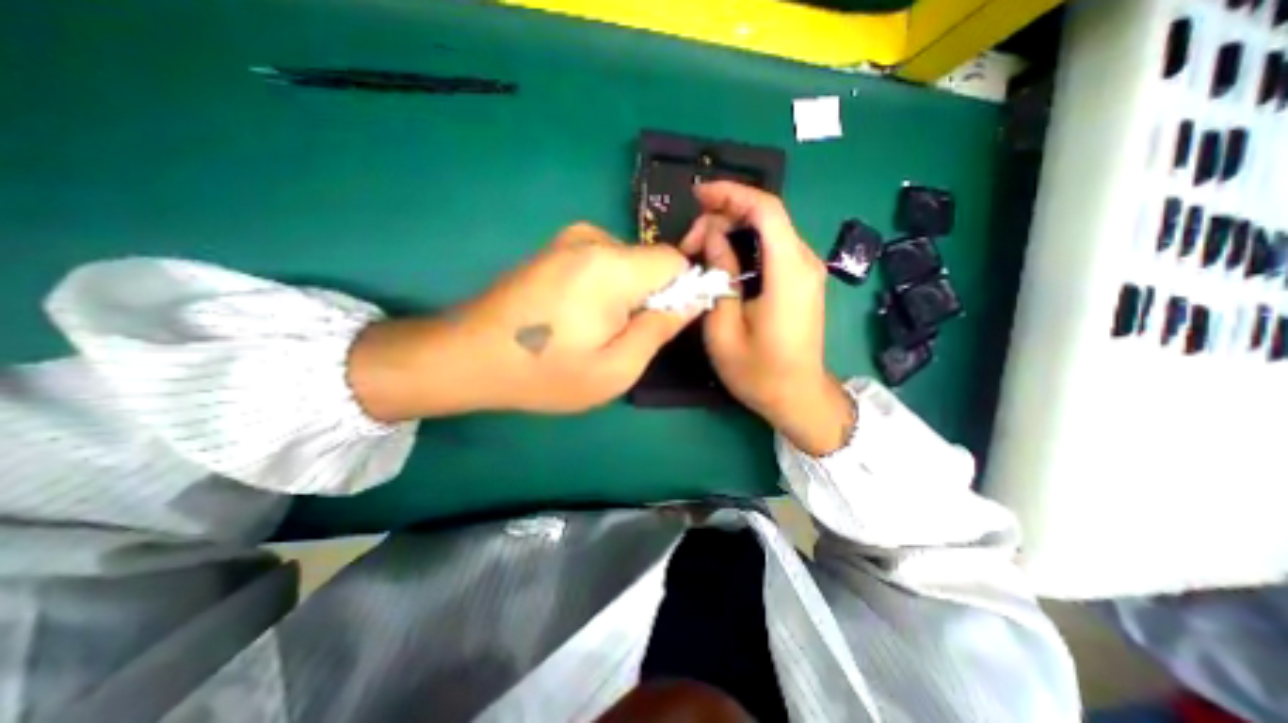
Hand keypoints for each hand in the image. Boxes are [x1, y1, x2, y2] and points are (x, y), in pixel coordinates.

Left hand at [347, 224, 698, 419]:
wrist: (468, 356)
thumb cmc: (545, 372)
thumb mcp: (616, 369)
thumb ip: (660, 330)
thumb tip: (693, 301)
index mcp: (611, 267)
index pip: (675, 261)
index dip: (680, 291)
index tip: (660, 324)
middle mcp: (592, 240)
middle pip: (650, 262)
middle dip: (649, 297)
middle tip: (620, 335)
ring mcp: (569, 240)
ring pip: (627, 263)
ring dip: (625, 295)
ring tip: (592, 329)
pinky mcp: (554, 248)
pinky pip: (603, 263)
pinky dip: (604, 288)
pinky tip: (575, 316)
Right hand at [679, 181, 852, 450]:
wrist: (798, 396)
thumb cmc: (759, 371)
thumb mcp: (724, 329)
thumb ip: (720, 277)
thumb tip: (713, 238)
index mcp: (788, 272)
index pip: (766, 209)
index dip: (731, 193)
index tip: (698, 196)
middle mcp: (804, 262)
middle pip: (766, 216)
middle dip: (724, 216)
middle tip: (690, 244)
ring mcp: (806, 270)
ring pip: (768, 230)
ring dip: (731, 231)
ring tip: (699, 252)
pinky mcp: (801, 280)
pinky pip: (772, 247)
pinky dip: (745, 244)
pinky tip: (722, 260)